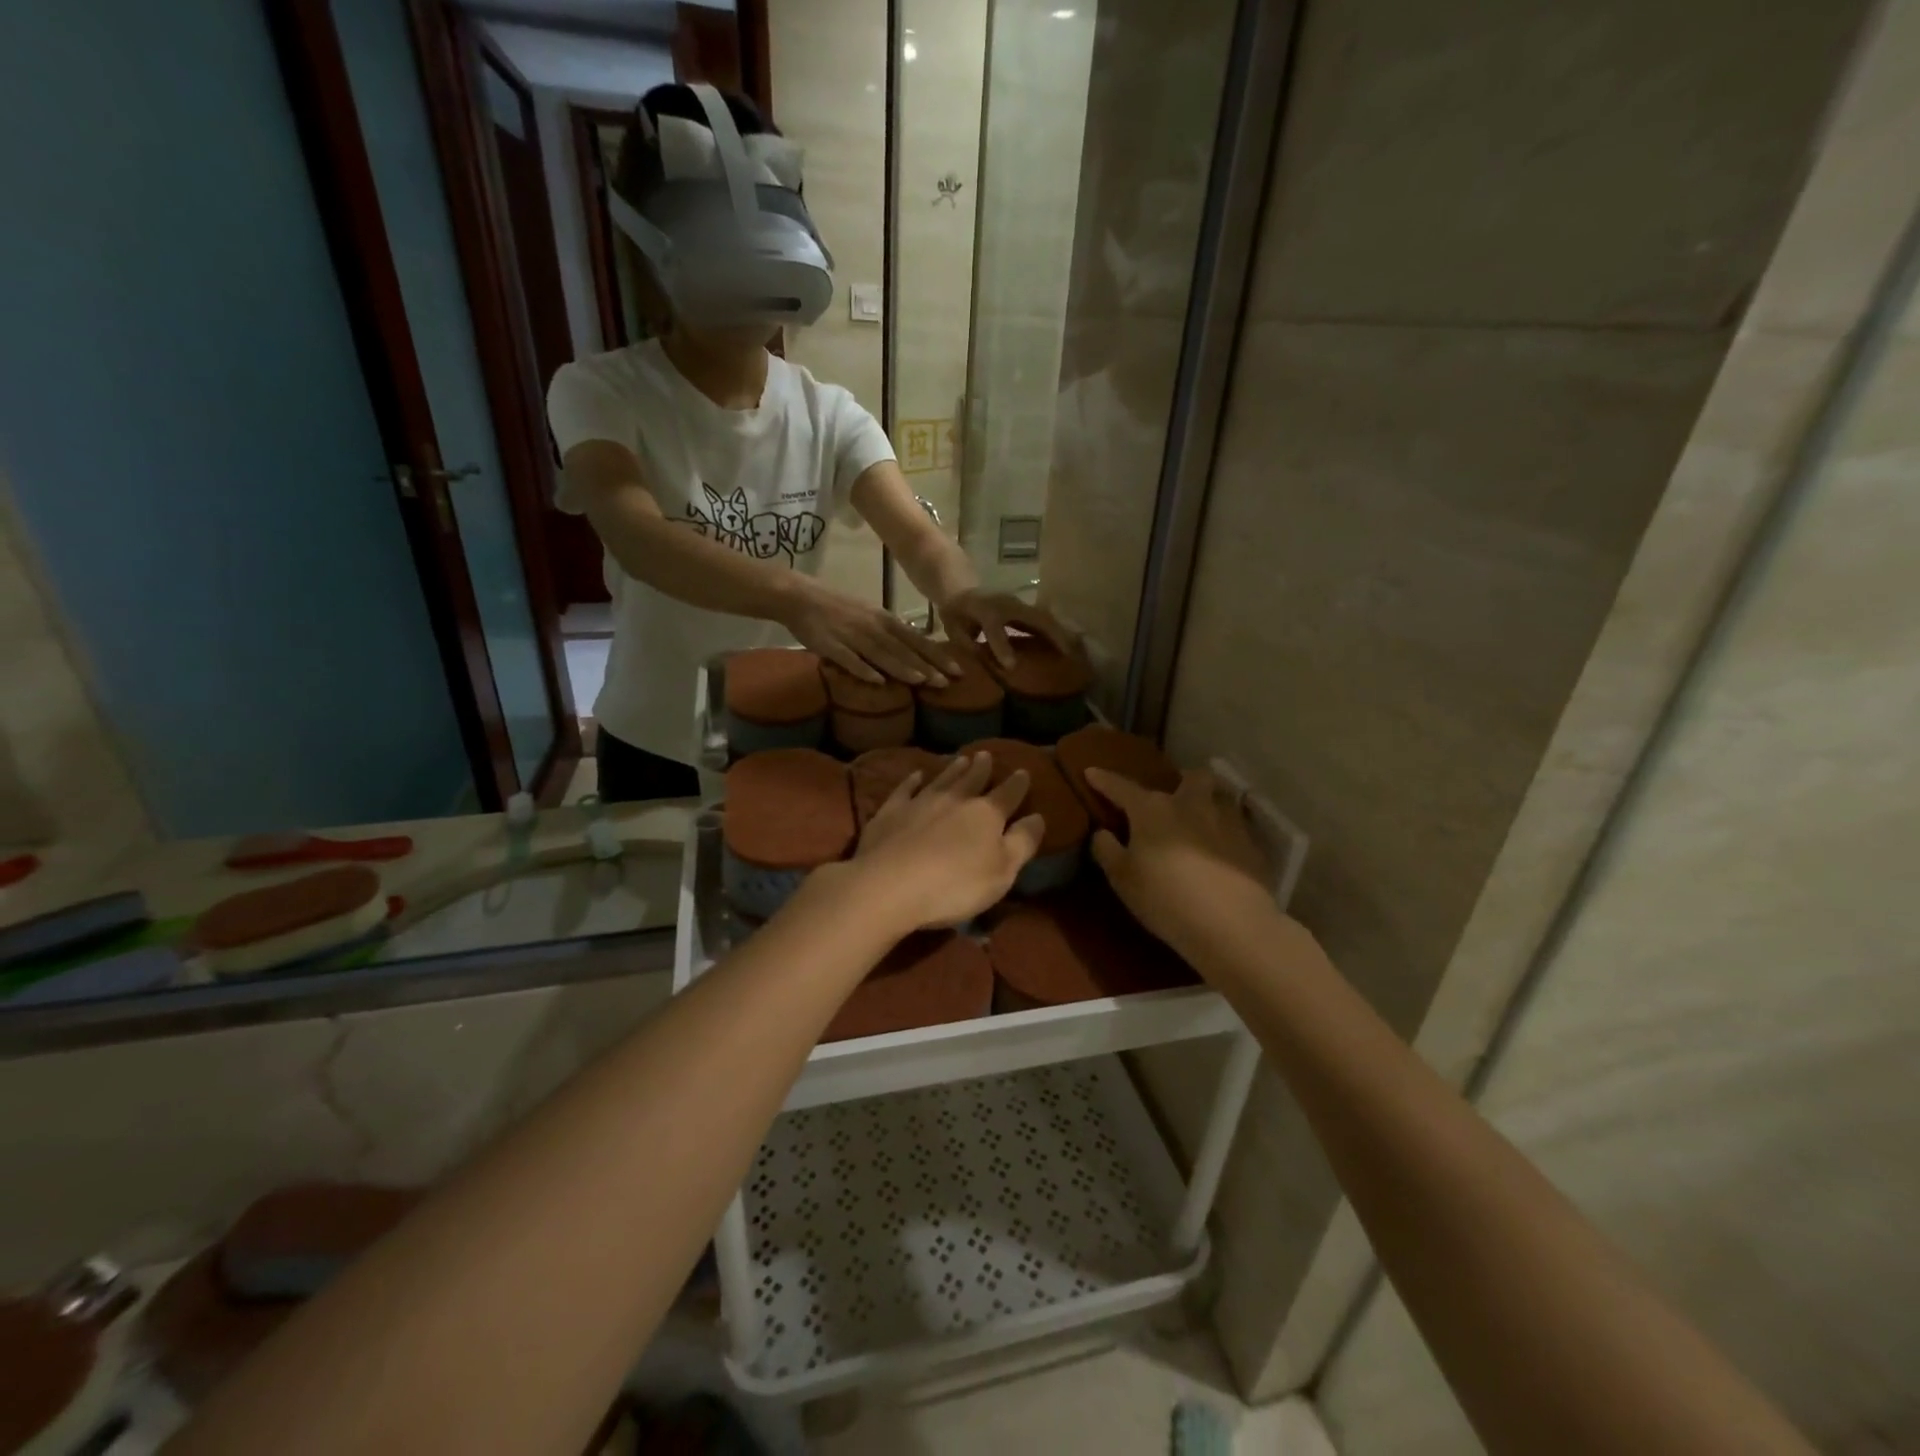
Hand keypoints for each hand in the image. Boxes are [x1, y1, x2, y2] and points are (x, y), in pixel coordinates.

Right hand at [782, 579, 961, 685]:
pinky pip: (850, 660)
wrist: (800, 597)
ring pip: (882, 654)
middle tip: (948, 683)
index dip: (937, 655)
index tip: (958, 670)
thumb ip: (890, 633)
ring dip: (903, 668)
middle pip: (904, 649)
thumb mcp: (870, 616)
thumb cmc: (838, 608)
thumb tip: (914, 652)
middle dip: (927, 666)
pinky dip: (864, 670)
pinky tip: (878, 681)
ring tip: (922, 682)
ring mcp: (853, 636)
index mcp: (884, 620)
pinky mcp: (832, 646)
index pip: (917, 640)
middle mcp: (873, 627)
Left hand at [849, 752, 1043, 932]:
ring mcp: (920, 802)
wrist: (889, 885)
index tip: (1023, 771)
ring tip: (961, 758)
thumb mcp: (1003, 872)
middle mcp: (955, 800)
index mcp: (986, 814)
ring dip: (953, 769)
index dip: (1018, 784)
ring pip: (942, 779)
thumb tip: (1038, 817)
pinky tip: (916, 775)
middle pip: (972, 779)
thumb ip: (1022, 843)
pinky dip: (912, 780)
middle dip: (982, 768)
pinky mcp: (890, 812)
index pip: (1008, 794)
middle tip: (986, 754)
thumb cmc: (955, 885)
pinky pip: (905, 789)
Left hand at [935, 589, 1075, 669]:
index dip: (1002, 646)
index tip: (1011, 667)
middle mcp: (1006, 603)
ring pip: (1045, 618)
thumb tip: (979, 665)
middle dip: (1052, 636)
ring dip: (1061, 634)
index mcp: (984, 609)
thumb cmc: (955, 613)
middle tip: (1068, 656)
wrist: (961, 588)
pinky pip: (1044, 620)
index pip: (995, 627)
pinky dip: (1058, 632)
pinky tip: (1069, 646)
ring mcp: (1019, 603)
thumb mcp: (952, 629)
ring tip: (1076, 653)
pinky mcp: (1026, 608)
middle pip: (1033, 618)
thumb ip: (966, 644)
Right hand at [1085, 767, 1277, 962]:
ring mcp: (1227, 822)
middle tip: (1174, 798)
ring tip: (1202, 822)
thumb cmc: (1165, 898)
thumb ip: (1107, 850)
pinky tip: (1223, 853)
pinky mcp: (1252, 846)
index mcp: (1153, 810)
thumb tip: (1103, 832)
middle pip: (1191, 777)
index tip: (1091, 771)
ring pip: (1221, 798)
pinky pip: (1238, 828)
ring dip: (1210, 803)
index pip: (1122, 787)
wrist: (1231, 925)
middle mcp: (1191, 805)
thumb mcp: (1122, 879)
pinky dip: (1227, 834)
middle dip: (1182, 781)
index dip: (1104, 780)